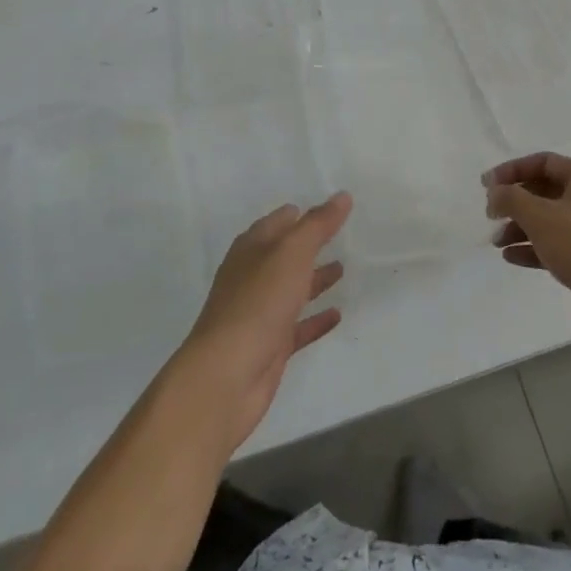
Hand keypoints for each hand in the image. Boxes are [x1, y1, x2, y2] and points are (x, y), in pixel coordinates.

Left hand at [176, 194, 350, 449]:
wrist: (228, 374)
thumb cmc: (258, 303)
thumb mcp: (291, 254)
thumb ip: (317, 225)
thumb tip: (341, 196)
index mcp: (250, 251)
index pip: (276, 223)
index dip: (298, 215)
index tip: (327, 208)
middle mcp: (252, 278)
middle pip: (283, 256)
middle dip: (308, 246)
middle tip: (340, 236)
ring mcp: (259, 314)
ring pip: (291, 290)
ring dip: (314, 279)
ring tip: (342, 270)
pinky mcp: (270, 347)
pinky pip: (298, 327)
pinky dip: (316, 319)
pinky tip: (338, 315)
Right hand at [485, 154, 570, 336]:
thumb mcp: (540, 216)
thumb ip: (511, 198)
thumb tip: (496, 192)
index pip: (543, 162)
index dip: (511, 171)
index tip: (485, 186)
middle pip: (546, 191)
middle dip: (515, 203)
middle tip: (491, 216)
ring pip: (552, 220)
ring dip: (522, 228)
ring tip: (497, 242)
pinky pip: (561, 244)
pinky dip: (536, 247)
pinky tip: (513, 258)